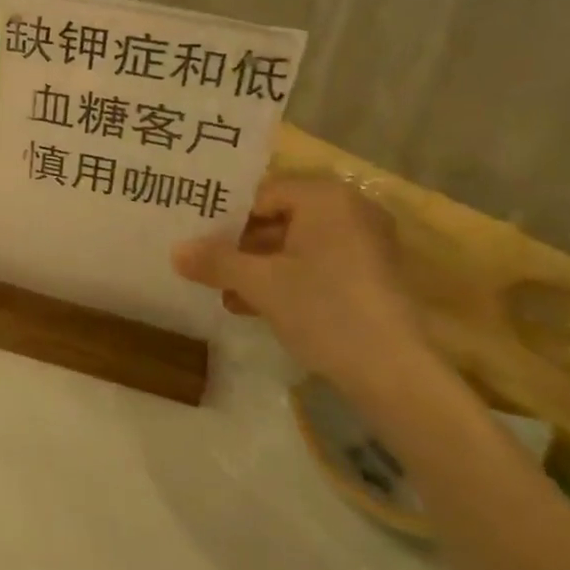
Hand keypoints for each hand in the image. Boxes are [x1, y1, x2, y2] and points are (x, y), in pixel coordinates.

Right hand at [172, 173, 439, 409]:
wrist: (394, 374)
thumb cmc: (324, 310)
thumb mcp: (260, 283)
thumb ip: (215, 261)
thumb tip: (175, 251)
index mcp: (325, 197)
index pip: (260, 195)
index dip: (224, 218)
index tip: (197, 240)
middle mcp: (349, 210)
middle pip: (278, 218)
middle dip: (240, 246)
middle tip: (206, 265)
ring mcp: (365, 243)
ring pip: (295, 244)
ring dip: (258, 267)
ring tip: (224, 292)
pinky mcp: (371, 275)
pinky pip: (317, 264)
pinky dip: (287, 279)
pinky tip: (254, 306)